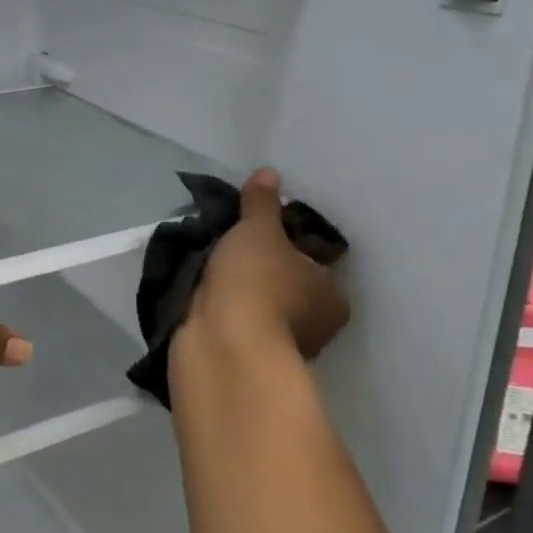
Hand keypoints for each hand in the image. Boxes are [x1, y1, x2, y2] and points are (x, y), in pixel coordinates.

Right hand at [181, 168, 349, 361]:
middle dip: (261, 266)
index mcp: (331, 293)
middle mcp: (315, 324)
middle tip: (231, 242)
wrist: (222, 346)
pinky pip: (236, 322)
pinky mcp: (246, 359)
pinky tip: (201, 292)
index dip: (289, 242)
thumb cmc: (257, 283)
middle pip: (287, 283)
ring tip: (208, 262)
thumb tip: (269, 173)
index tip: (259, 229)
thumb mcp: (258, 229)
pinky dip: (222, 309)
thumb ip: (262, 202)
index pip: (314, 259)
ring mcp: (280, 346)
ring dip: (239, 290)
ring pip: (260, 304)